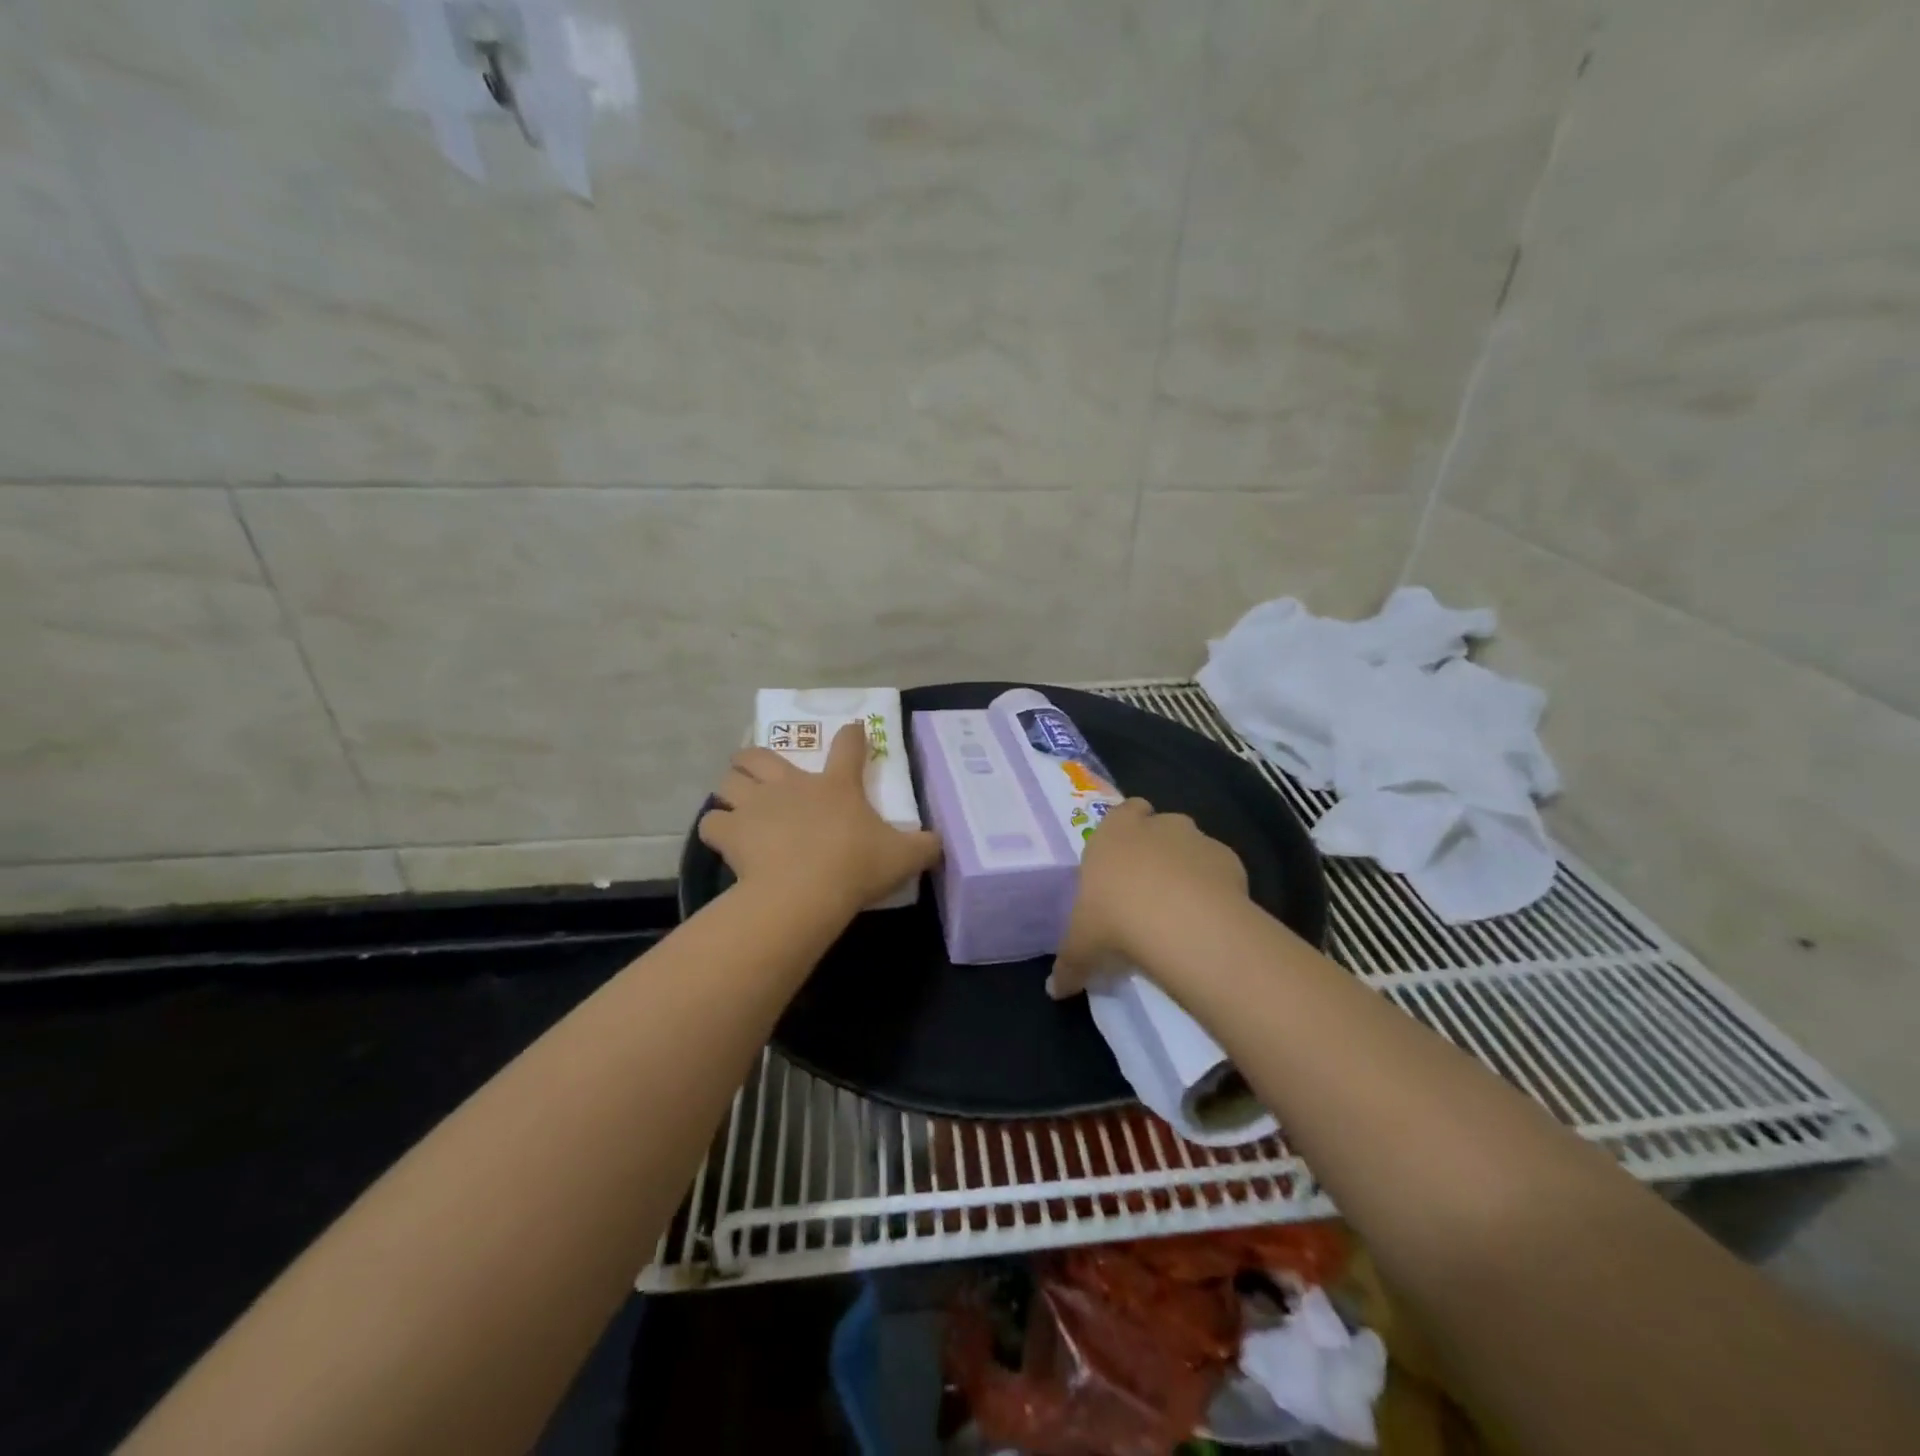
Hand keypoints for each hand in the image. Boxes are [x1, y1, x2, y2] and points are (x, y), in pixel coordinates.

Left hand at [699, 722, 941, 915]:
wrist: (806, 892)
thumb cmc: (856, 866)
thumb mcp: (903, 857)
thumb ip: (925, 846)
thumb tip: (941, 843)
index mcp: (836, 785)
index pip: (848, 746)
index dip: (853, 735)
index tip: (853, 730)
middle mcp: (791, 785)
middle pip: (759, 754)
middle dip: (755, 758)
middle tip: (760, 773)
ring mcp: (757, 805)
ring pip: (728, 780)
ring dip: (731, 788)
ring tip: (736, 802)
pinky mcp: (732, 832)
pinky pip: (711, 823)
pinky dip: (716, 828)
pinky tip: (724, 838)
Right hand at [1047, 798, 1248, 997]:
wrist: (1184, 925)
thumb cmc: (1116, 920)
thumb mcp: (1081, 948)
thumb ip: (1069, 964)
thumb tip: (1056, 990)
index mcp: (1113, 832)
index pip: (1123, 812)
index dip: (1126, 830)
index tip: (1122, 860)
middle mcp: (1156, 825)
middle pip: (1158, 825)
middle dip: (1156, 849)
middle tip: (1148, 888)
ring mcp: (1196, 839)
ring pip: (1191, 846)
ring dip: (1187, 868)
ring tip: (1181, 909)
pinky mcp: (1230, 861)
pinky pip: (1219, 870)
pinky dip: (1215, 888)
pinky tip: (1208, 919)